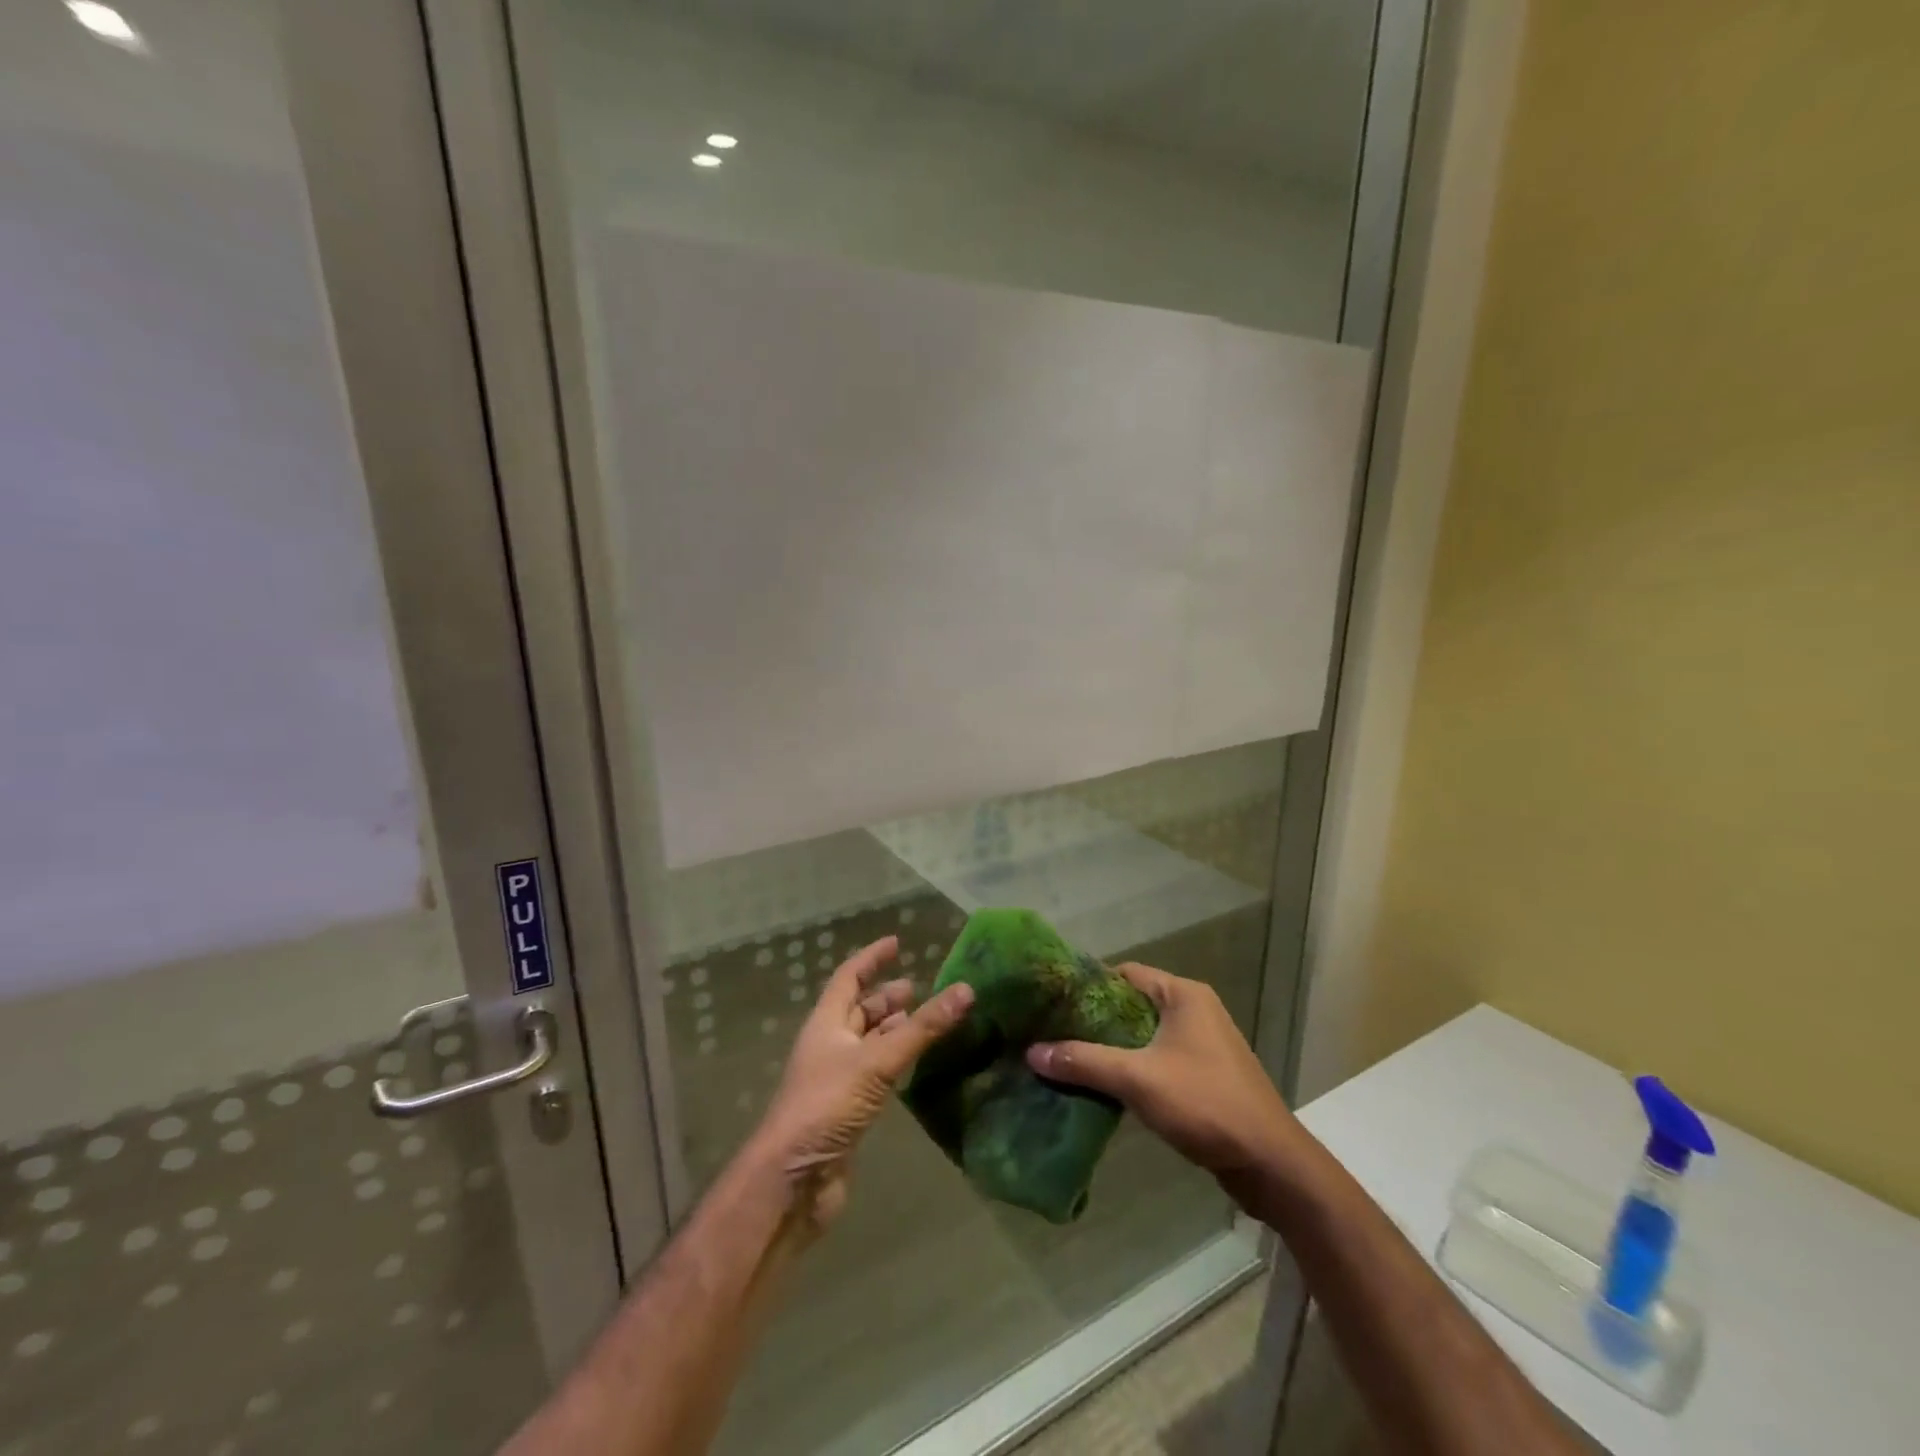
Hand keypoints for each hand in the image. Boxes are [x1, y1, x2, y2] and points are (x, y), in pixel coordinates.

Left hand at [753, 936, 972, 1232]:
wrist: (792, 1182)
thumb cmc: (826, 1107)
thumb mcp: (877, 1062)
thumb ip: (922, 1028)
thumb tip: (965, 989)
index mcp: (826, 1023)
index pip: (848, 977)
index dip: (871, 958)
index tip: (897, 943)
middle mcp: (830, 1045)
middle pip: (859, 1010)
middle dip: (886, 997)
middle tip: (921, 989)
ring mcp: (837, 1080)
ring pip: (869, 1043)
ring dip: (894, 1030)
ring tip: (925, 1022)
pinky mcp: (848, 1111)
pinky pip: (876, 1073)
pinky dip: (896, 1062)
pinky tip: (916, 1065)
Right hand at [1026, 962, 1299, 1197]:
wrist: (1271, 1164)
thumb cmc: (1205, 1104)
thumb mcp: (1138, 1079)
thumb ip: (1084, 1061)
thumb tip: (1032, 1051)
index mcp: (1183, 994)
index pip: (1124, 973)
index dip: (1087, 985)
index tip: (1052, 1002)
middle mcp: (1194, 1010)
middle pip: (1131, 1004)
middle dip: (1094, 1020)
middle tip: (1052, 1033)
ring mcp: (1202, 1044)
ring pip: (1143, 1035)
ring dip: (1111, 1047)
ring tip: (1068, 1059)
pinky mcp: (1204, 1074)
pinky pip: (1157, 1059)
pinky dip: (1131, 1067)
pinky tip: (1103, 1085)